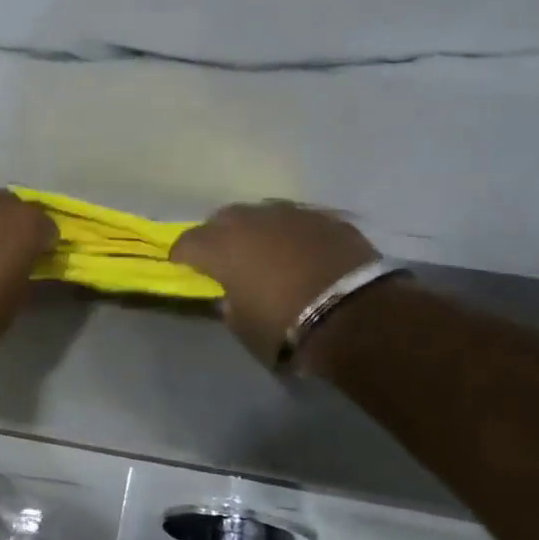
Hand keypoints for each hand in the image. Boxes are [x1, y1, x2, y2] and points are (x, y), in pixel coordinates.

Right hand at [170, 201, 379, 363]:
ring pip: (262, 214)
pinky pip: (297, 221)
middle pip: (223, 218)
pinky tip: (299, 251)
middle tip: (224, 256)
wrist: (356, 314)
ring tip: (264, 250)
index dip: (182, 255)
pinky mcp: (326, 218)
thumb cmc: (286, 326)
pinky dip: (291, 234)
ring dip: (257, 230)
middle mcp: (251, 221)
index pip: (187, 242)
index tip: (183, 265)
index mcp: (222, 247)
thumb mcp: (243, 325)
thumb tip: (231, 292)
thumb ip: (229, 302)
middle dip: (218, 234)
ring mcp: (291, 214)